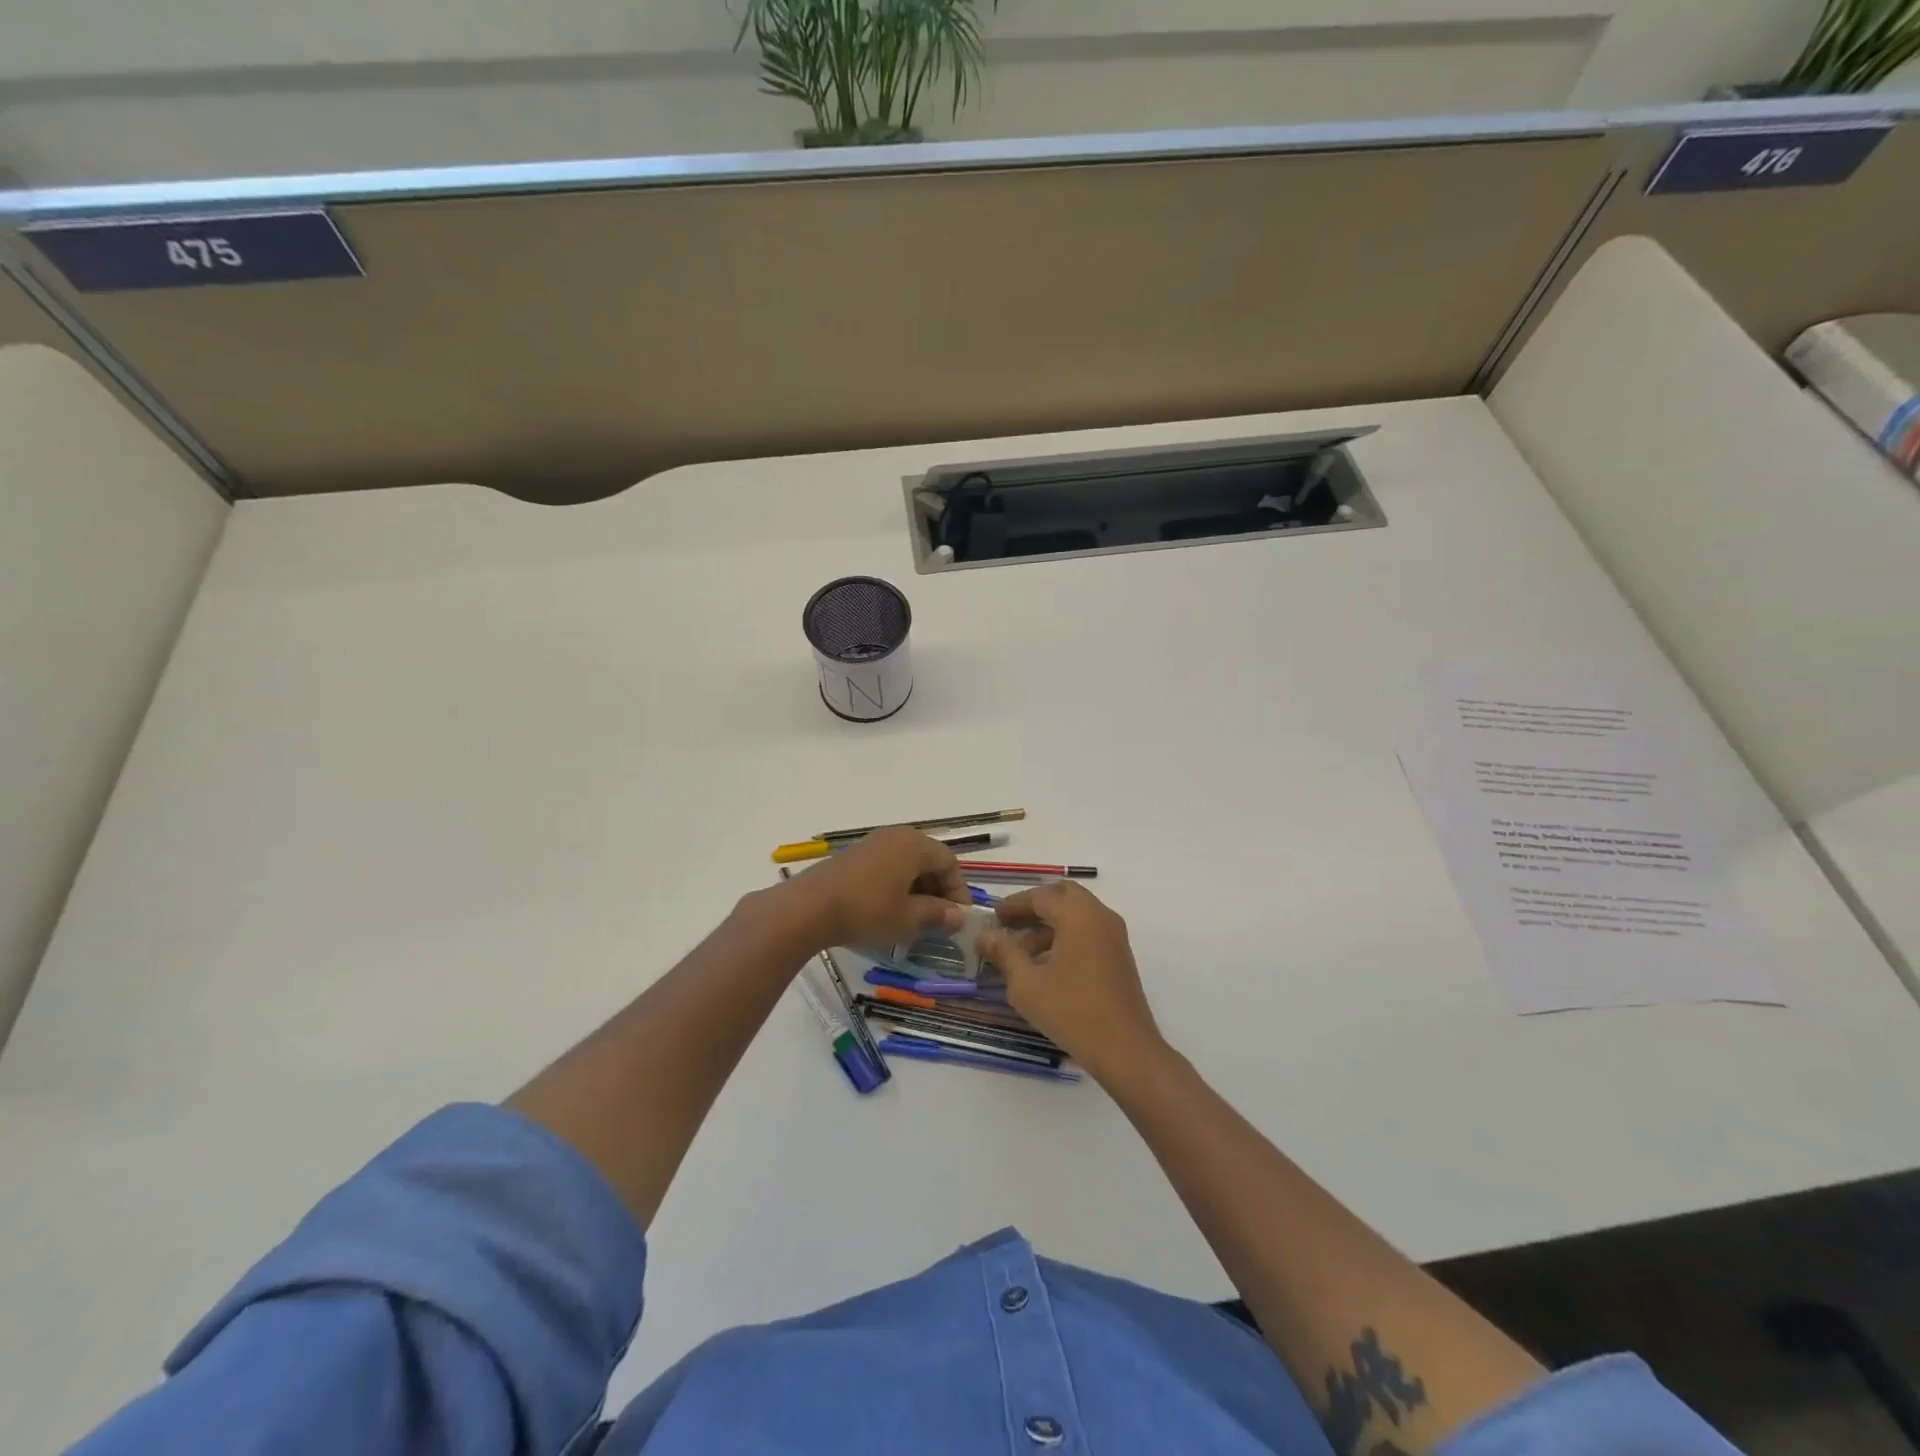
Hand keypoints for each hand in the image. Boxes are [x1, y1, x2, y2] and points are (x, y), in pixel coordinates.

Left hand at [778, 827, 968, 951]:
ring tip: (915, 918)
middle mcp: (896, 836)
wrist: (808, 907)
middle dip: (938, 889)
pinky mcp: (853, 856)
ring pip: (906, 863)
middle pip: (928, 859)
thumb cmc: (867, 910)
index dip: (958, 890)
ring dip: (917, 888)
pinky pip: (886, 866)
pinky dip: (896, 885)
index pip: (949, 862)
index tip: (958, 918)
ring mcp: (872, 843)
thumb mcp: (908, 918)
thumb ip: (937, 914)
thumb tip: (958, 915)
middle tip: (939, 920)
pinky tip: (889, 910)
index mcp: (915, 845)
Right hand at [979, 882, 1166, 1083]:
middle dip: (1034, 906)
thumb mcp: (1027, 985)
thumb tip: (986, 936)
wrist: (1125, 1049)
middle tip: (1010, 925)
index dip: (1014, 904)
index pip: (1040, 896)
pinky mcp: (1119, 954)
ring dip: (1049, 923)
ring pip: (1077, 912)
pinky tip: (1047, 964)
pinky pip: (1089, 929)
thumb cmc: (1072, 1012)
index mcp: (1078, 916)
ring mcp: (1114, 935)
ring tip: (1023, 952)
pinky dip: (1066, 934)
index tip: (993, 917)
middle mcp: (1100, 916)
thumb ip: (1005, 953)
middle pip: (1063, 895)